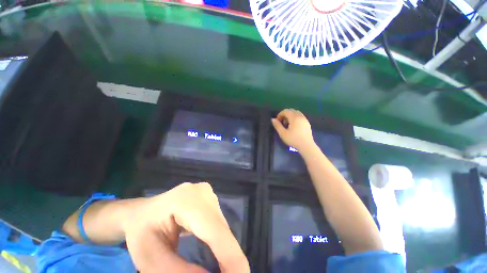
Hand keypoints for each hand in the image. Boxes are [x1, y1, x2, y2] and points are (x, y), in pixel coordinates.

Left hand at [122, 182, 249, 272]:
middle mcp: (204, 193)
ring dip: (225, 252)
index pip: (216, 232)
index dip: (232, 260)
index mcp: (187, 201)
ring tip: (220, 271)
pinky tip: (216, 255)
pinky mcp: (211, 198)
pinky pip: (220, 225)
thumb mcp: (150, 259)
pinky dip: (220, 243)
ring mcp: (209, 193)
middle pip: (223, 231)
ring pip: (224, 228)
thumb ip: (179, 271)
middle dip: (228, 261)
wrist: (143, 212)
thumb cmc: (141, 232)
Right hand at [271, 109, 314, 151]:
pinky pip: (300, 116)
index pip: (286, 111)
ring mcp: (305, 119)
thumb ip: (277, 125)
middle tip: (282, 122)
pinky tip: (293, 126)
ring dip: (290, 116)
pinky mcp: (307, 123)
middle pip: (291, 111)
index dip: (280, 114)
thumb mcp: (283, 133)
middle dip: (285, 114)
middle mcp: (300, 116)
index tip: (277, 121)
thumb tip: (273, 119)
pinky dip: (295, 118)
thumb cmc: (293, 140)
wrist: (306, 146)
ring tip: (287, 124)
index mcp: (294, 118)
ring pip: (296, 113)